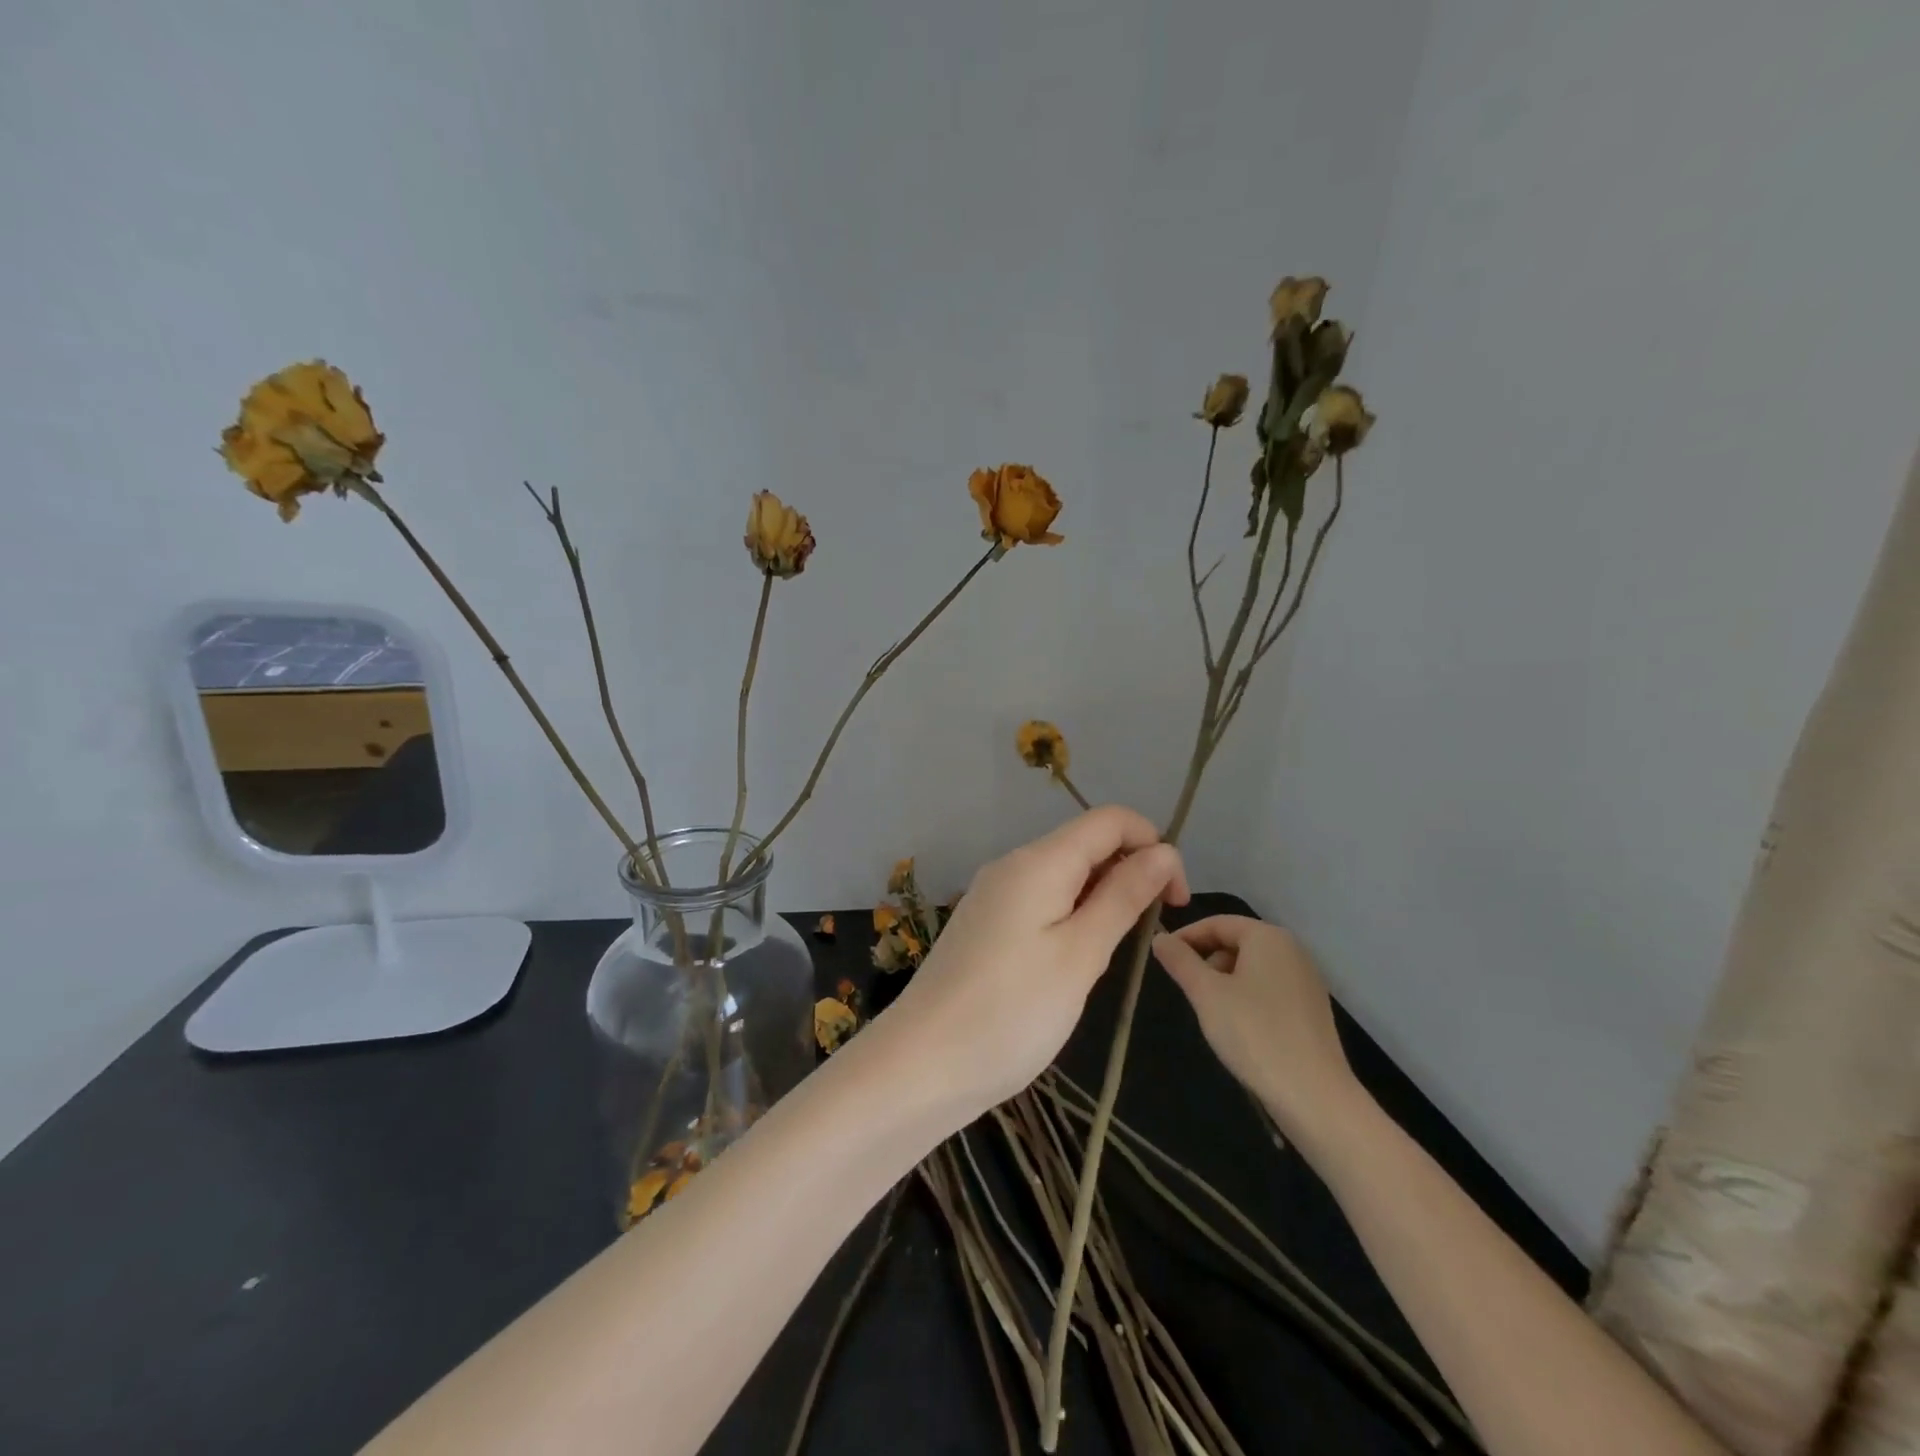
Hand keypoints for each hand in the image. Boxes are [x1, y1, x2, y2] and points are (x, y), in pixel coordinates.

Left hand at [872, 806, 1187, 1125]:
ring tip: (1103, 960)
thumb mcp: (1081, 955)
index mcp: (1038, 861)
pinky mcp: (985, 923)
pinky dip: (1071, 917)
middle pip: (1086, 844)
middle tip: (1142, 939)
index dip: (1153, 845)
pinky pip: (1041, 901)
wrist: (922, 1064)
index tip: (1174, 901)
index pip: (1110, 820)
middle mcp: (1013, 864)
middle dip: (1129, 875)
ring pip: (1066, 876)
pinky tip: (1070, 965)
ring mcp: (994, 894)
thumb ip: (1123, 897)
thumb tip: (1163, 851)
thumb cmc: (1012, 1012)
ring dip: (1101, 901)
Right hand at [1152, 915, 1367, 1149]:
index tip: (1163, 958)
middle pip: (1236, 942)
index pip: (1217, 923)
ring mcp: (1306, 980)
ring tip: (1209, 1011)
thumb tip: (1159, 937)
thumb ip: (1180, 960)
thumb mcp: (1206, 994)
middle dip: (1206, 960)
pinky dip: (1246, 997)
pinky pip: (1268, 989)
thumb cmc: (1254, 1034)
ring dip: (1224, 981)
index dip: (1186, 936)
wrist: (1315, 1097)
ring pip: (1251, 967)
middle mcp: (1292, 950)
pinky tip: (1238, 1027)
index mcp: (1268, 937)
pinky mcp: (1311, 1009)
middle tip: (1185, 989)